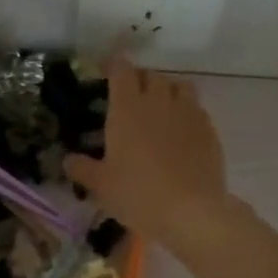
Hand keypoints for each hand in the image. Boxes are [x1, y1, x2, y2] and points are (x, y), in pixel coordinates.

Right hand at [64, 59, 229, 248]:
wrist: (191, 211)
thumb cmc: (138, 194)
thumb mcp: (101, 185)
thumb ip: (82, 168)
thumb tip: (68, 160)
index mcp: (127, 108)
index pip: (121, 70)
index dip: (112, 66)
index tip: (104, 73)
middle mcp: (158, 101)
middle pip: (150, 75)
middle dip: (138, 80)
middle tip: (129, 98)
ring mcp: (188, 113)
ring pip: (179, 85)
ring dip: (166, 91)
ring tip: (159, 109)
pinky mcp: (209, 129)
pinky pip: (196, 108)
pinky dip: (186, 112)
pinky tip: (180, 132)